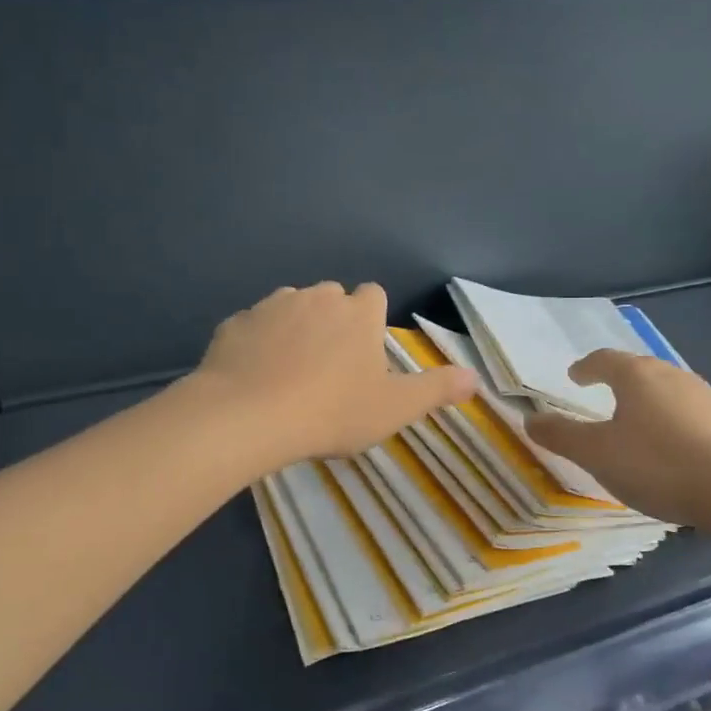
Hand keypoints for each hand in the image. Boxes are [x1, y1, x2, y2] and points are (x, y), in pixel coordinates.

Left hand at [192, 282, 475, 465]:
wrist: (249, 415)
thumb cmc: (332, 411)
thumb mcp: (394, 408)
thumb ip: (436, 389)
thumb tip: (476, 377)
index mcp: (357, 313)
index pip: (374, 294)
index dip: (371, 319)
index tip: (366, 351)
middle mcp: (316, 297)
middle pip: (331, 297)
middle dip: (333, 321)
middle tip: (330, 368)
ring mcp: (271, 306)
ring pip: (290, 307)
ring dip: (295, 328)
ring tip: (290, 372)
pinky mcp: (235, 323)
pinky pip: (253, 326)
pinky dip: (257, 343)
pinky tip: (254, 376)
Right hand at [525, 351, 710, 528]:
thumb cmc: (658, 465)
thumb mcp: (597, 454)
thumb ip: (561, 435)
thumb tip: (530, 418)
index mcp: (637, 376)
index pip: (604, 359)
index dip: (585, 367)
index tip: (574, 375)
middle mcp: (672, 375)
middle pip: (638, 369)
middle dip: (617, 379)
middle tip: (601, 393)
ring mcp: (706, 397)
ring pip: (666, 389)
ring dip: (646, 399)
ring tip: (634, 421)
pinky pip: (688, 412)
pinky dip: (671, 420)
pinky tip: (671, 446)